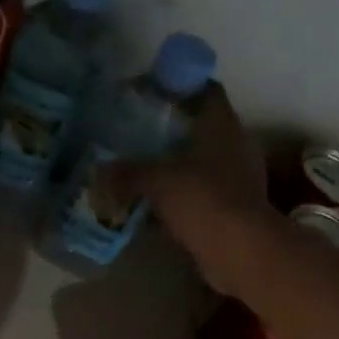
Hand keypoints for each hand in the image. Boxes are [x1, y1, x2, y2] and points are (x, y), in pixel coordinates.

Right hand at [107, 87, 271, 290]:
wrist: (241, 251)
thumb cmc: (203, 201)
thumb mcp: (157, 182)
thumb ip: (127, 173)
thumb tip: (98, 173)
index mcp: (222, 125)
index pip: (206, 90)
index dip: (180, 86)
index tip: (151, 93)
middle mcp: (234, 145)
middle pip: (201, 127)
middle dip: (171, 130)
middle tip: (137, 133)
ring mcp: (237, 178)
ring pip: (201, 161)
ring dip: (176, 165)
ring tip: (142, 169)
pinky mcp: (233, 207)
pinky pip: (201, 192)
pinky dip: (181, 195)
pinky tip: (156, 204)